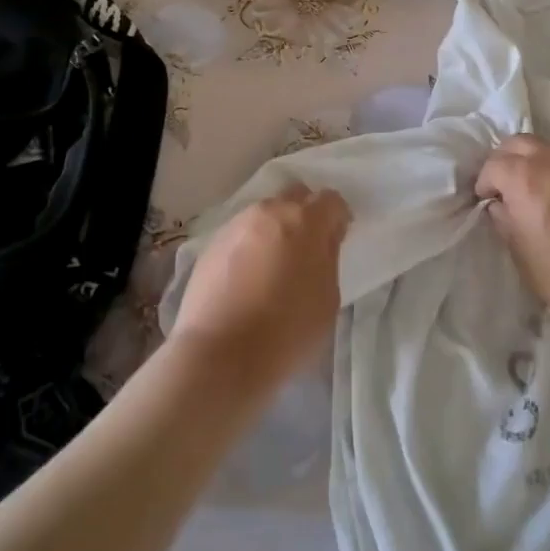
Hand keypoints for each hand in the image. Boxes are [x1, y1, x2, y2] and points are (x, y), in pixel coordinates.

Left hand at [168, 182, 348, 398]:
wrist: (219, 354)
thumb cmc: (287, 331)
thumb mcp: (328, 299)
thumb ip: (329, 259)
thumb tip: (322, 242)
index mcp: (304, 220)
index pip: (330, 199)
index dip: (338, 217)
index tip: (338, 239)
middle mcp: (269, 211)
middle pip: (295, 196)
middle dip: (306, 213)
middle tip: (308, 247)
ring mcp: (236, 225)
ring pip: (264, 214)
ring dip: (275, 229)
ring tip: (275, 263)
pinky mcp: (211, 244)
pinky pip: (241, 233)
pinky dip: (251, 245)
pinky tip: (248, 276)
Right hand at [475, 134, 549, 326]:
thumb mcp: (519, 250)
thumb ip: (504, 218)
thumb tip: (501, 204)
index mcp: (524, 176)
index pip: (493, 165)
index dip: (485, 183)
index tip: (488, 200)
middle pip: (520, 143)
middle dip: (508, 161)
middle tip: (509, 186)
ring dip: (539, 164)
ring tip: (544, 191)